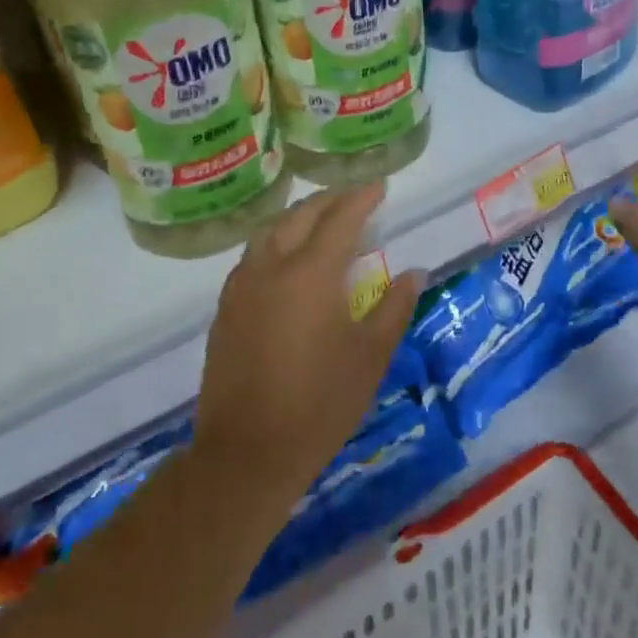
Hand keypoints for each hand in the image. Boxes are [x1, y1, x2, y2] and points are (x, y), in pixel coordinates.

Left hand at [194, 185, 424, 502]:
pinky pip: (253, 256)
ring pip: (269, 232)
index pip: (340, 219)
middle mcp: (270, 267)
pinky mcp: (225, 309)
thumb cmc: (320, 404)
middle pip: (299, 216)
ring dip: (298, 217)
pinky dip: (276, 242)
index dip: (362, 198)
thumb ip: (394, 308)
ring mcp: (241, 287)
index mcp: (310, 273)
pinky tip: (287, 259)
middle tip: (353, 197)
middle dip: (328, 200)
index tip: (379, 185)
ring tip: (321, 220)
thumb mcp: (370, 356)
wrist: (246, 452)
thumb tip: (412, 273)